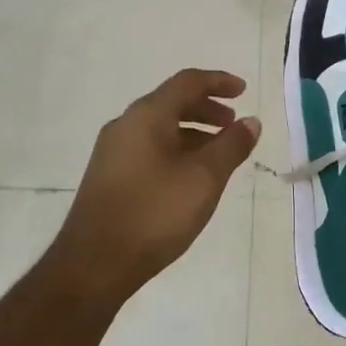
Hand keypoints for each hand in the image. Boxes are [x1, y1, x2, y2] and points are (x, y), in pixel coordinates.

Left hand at [50, 69, 259, 304]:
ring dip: (193, 132)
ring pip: (160, 128)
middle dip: (207, 108)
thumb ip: (231, 146)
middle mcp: (125, 125)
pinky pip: (149, 148)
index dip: (218, 81)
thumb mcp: (204, 178)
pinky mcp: (109, 177)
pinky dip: (176, 150)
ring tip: (218, 154)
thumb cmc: (155, 213)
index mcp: (147, 116)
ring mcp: (113, 152)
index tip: (244, 91)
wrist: (94, 264)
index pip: (187, 82)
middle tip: (233, 124)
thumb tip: (251, 122)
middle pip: (171, 103)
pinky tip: (190, 177)